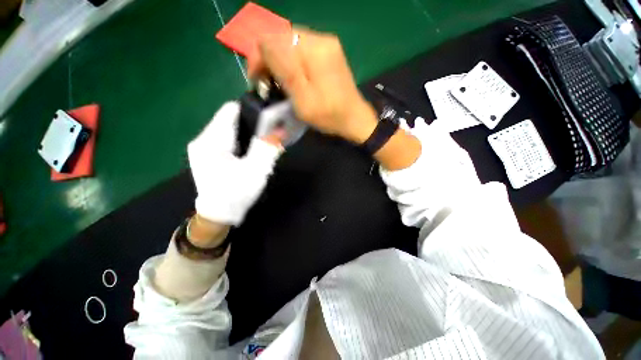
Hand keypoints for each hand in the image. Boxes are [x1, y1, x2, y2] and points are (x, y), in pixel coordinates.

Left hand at [188, 102, 282, 226]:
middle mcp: (202, 139)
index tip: (268, 121)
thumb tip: (280, 129)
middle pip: (230, 119)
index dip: (252, 111)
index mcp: (211, 141)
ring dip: (246, 134)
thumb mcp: (257, 170)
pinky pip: (225, 139)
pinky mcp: (205, 154)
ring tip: (258, 146)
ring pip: (228, 129)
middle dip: (251, 125)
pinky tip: (247, 153)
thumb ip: (268, 148)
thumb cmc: (237, 194)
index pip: (231, 110)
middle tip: (266, 138)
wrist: (219, 215)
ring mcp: (202, 147)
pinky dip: (239, 142)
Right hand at [248, 28, 377, 143]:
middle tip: (267, 84)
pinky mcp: (330, 55)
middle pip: (283, 40)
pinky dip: (293, 64)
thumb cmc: (328, 115)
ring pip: (292, 46)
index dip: (259, 57)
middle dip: (270, 60)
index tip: (256, 80)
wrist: (354, 120)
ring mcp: (328, 46)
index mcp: (315, 49)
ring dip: (280, 63)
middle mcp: (322, 40)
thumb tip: (262, 44)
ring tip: (279, 83)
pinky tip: (294, 79)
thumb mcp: (303, 98)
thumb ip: (283, 69)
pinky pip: (303, 52)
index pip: (275, 38)